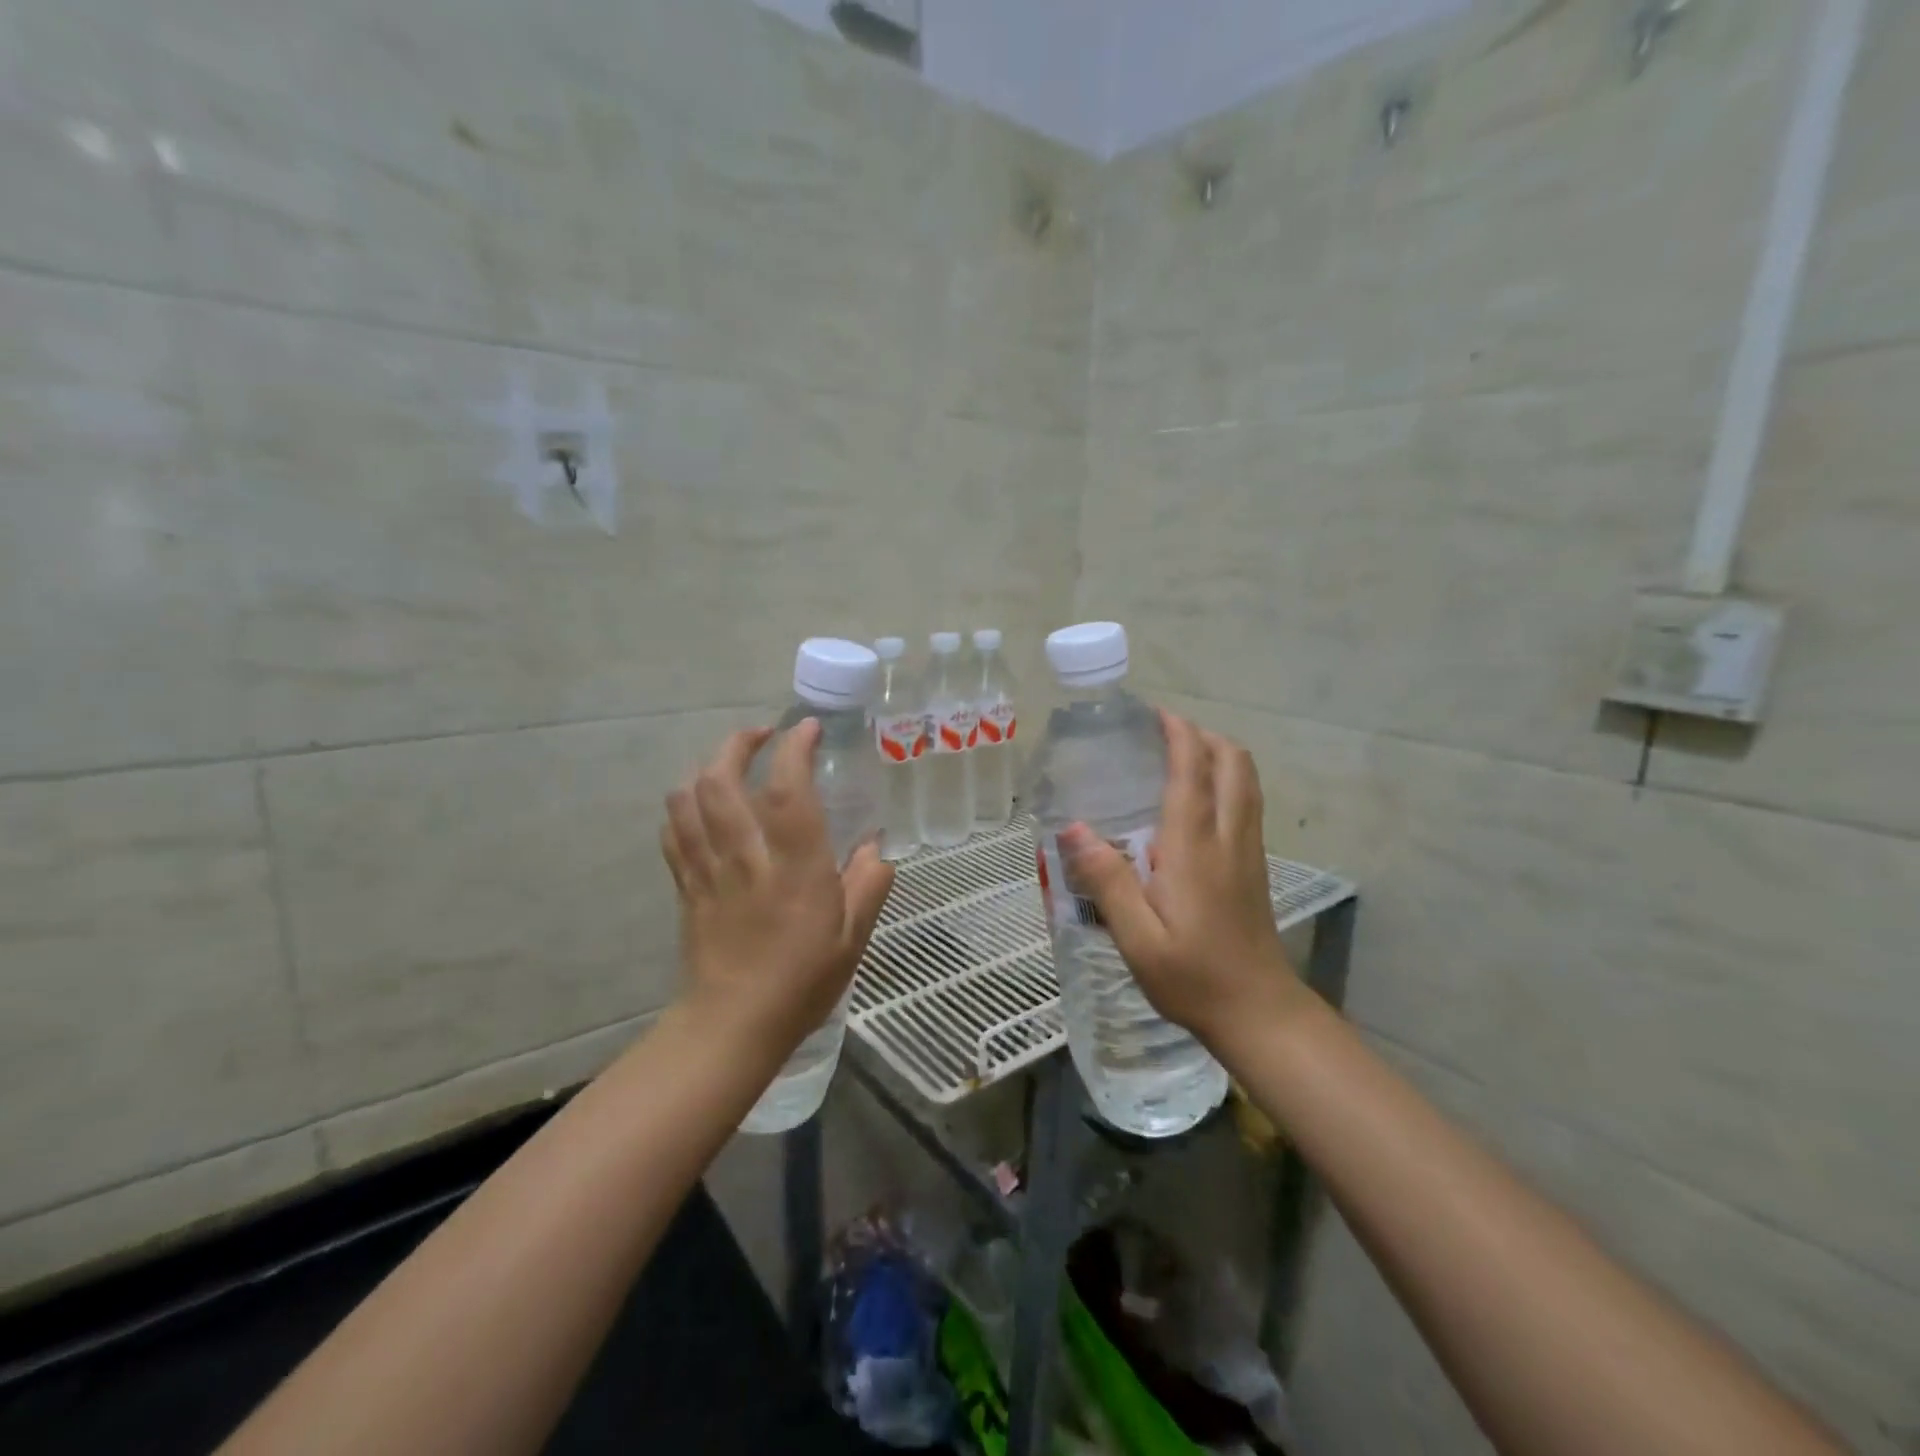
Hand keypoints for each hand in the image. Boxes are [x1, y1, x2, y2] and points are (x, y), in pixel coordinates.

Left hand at [660, 721, 894, 1062]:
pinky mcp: (685, 885)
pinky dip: (684, 804)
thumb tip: (875, 847)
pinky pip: (673, 830)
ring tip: (731, 763)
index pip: (789, 791)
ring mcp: (708, 869)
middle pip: (720, 780)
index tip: (807, 730)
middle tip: (763, 735)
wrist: (732, 1026)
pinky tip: (702, 805)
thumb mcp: (853, 938)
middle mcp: (746, 858)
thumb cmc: (801, 982)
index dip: (796, 749)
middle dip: (738, 743)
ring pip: (687, 798)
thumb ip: (869, 885)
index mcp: (795, 868)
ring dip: (706, 766)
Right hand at [1059, 709, 1309, 1047]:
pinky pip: (1248, 803)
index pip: (1193, 773)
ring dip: (1220, 754)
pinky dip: (1228, 780)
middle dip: (1204, 735)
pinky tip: (1200, 799)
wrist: (1258, 1012)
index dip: (1179, 735)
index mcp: (1195, 848)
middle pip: (1233, 764)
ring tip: (1182, 754)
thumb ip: (1107, 880)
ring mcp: (1248, 851)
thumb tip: (1074, 828)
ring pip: (1247, 781)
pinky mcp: (1255, 867)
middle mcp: (1228, 838)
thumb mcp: (1136, 938)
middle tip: (1165, 732)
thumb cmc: (1192, 976)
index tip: (1156, 714)